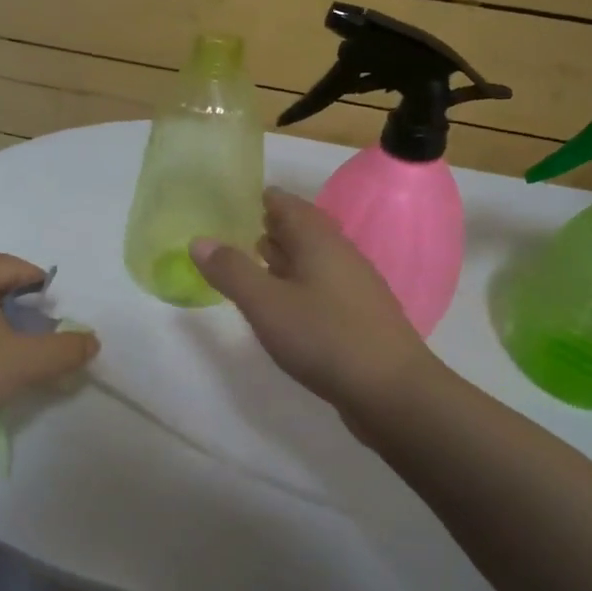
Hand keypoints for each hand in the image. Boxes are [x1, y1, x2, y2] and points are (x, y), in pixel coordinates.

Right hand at [191, 189, 436, 417]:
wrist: (393, 391)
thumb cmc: (324, 338)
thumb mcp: (266, 304)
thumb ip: (231, 271)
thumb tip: (199, 240)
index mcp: (319, 242)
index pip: (289, 205)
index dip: (264, 199)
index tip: (237, 199)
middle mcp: (340, 256)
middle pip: (304, 231)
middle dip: (273, 227)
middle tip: (240, 229)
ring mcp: (354, 288)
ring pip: (314, 260)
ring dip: (286, 257)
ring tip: (257, 261)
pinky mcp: (359, 318)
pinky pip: (322, 287)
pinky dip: (299, 285)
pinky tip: (286, 306)